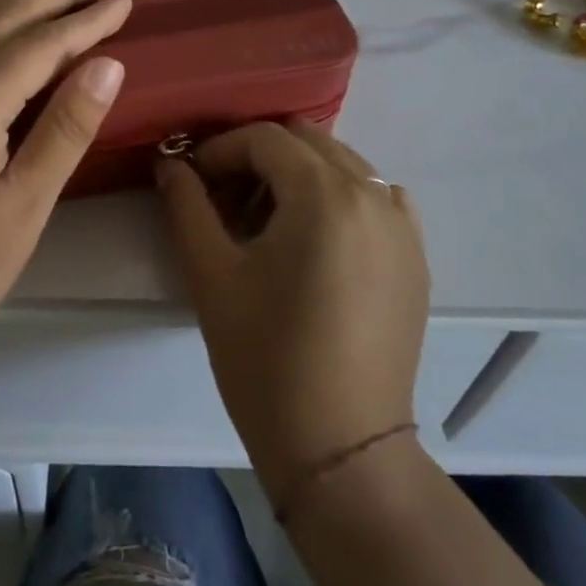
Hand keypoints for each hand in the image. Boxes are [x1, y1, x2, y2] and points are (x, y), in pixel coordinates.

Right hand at [157, 122, 430, 498]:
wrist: (340, 447)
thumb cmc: (265, 358)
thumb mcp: (211, 274)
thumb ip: (186, 204)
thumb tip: (169, 164)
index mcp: (324, 194)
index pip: (264, 138)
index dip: (218, 150)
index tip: (191, 181)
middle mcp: (373, 194)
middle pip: (305, 140)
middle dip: (256, 156)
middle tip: (222, 197)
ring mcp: (403, 225)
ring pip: (342, 165)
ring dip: (297, 174)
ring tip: (265, 220)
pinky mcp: (415, 256)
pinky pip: (375, 197)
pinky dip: (339, 197)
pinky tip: (315, 239)